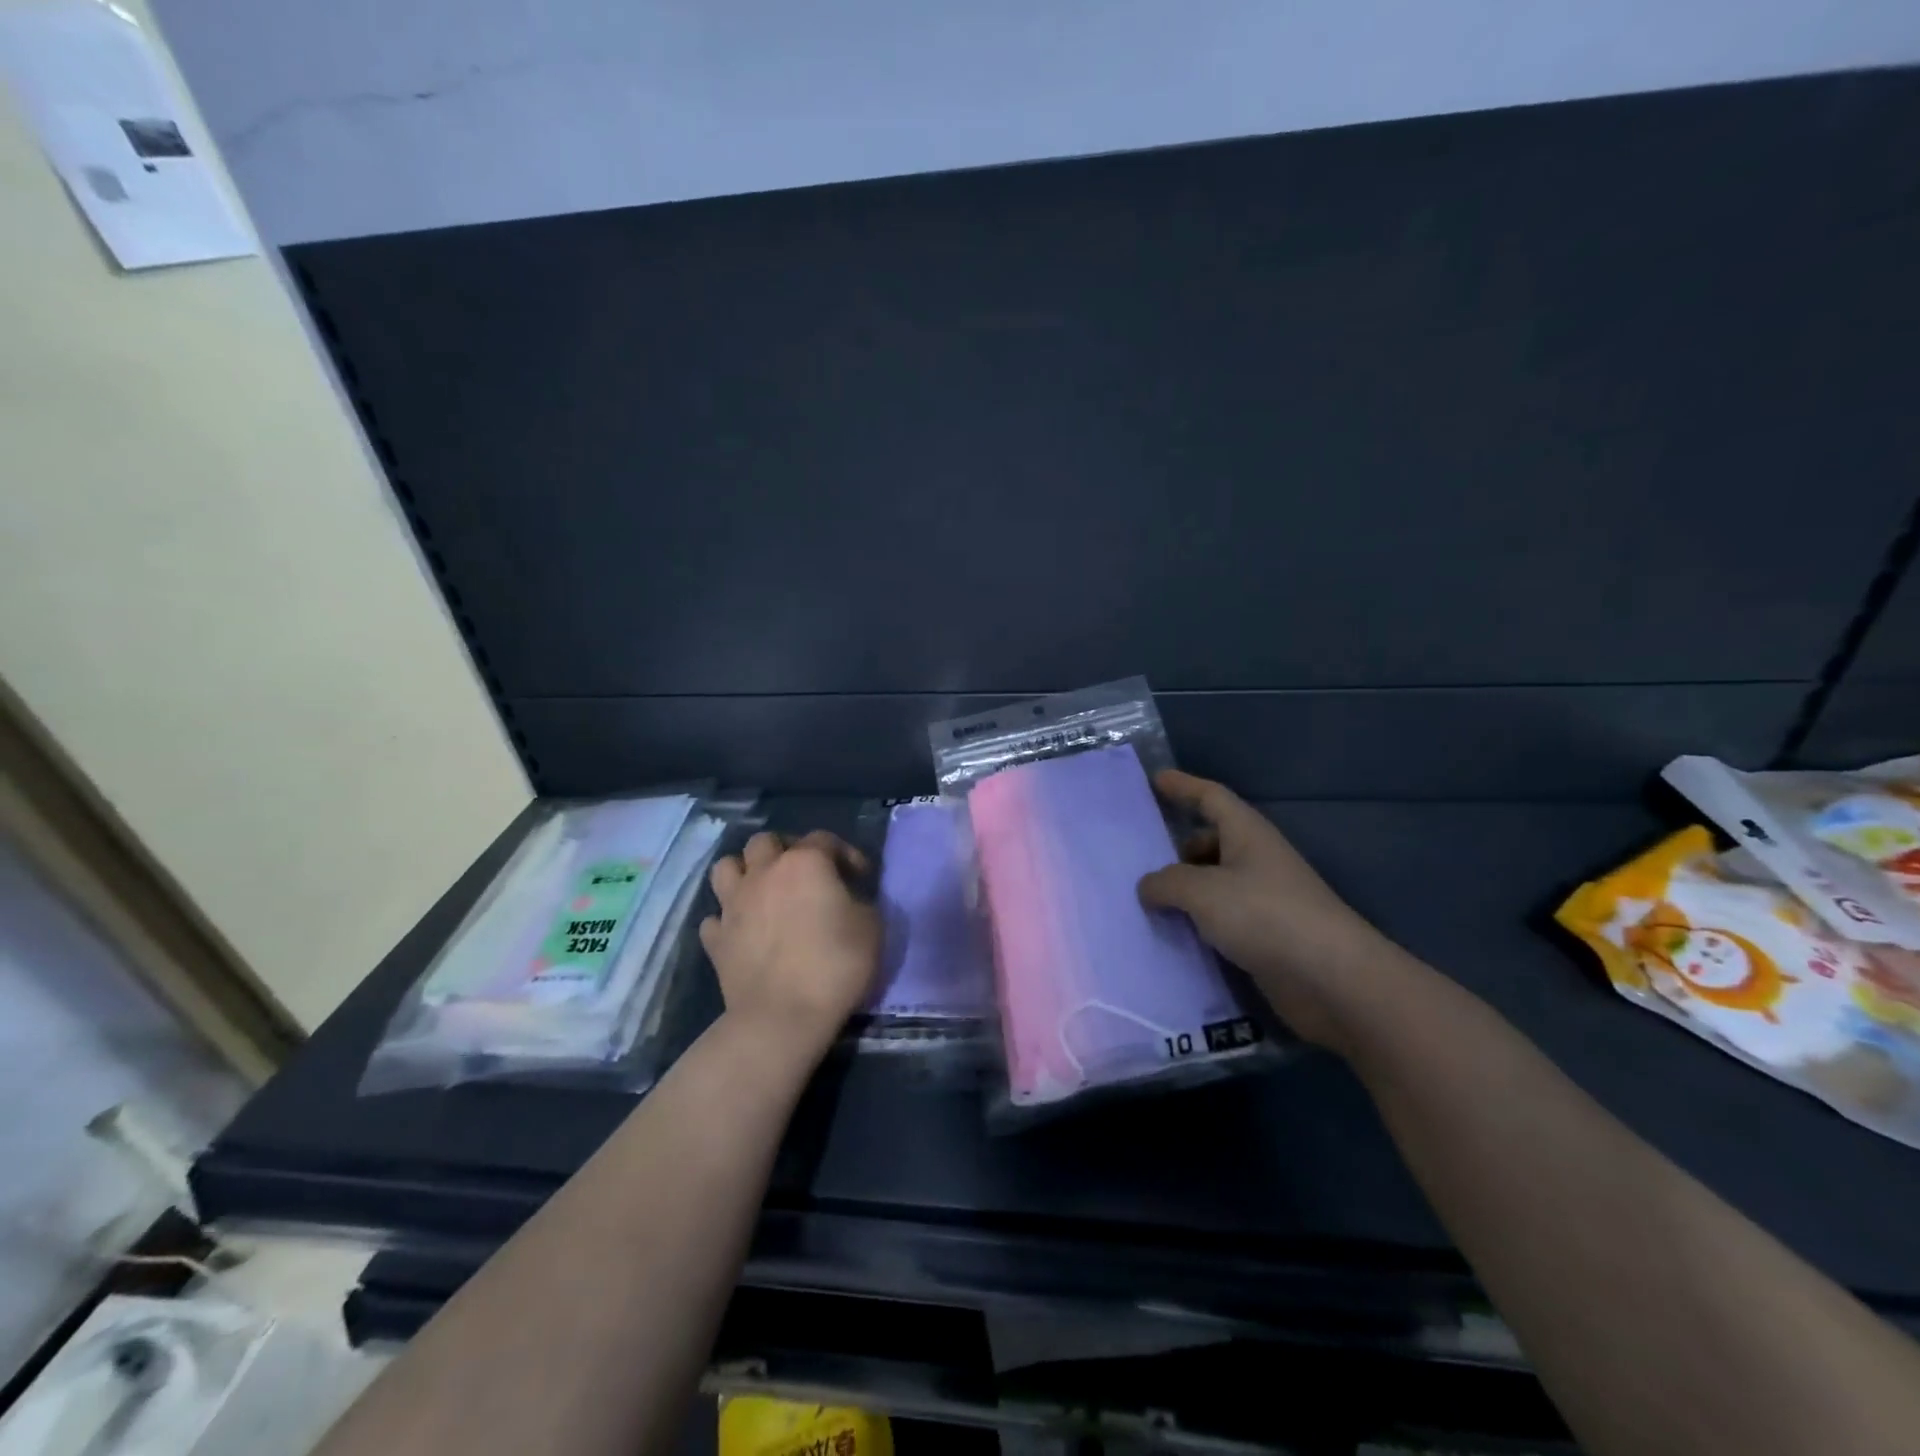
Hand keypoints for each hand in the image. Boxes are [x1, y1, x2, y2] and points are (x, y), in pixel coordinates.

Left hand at [702, 830, 881, 1054]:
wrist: (784, 1016)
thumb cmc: (835, 964)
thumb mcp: (872, 926)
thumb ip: (858, 900)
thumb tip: (846, 898)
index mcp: (805, 862)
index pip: (825, 839)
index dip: (845, 854)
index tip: (860, 877)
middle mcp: (764, 873)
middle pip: (765, 841)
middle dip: (784, 850)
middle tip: (802, 875)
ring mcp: (733, 904)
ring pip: (726, 867)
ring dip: (744, 873)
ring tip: (763, 892)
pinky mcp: (715, 939)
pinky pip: (715, 917)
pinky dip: (728, 920)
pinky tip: (743, 932)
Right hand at [1138, 770, 1409, 1052]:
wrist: (1331, 979)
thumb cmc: (1264, 915)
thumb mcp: (1202, 891)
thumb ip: (1166, 883)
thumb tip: (1147, 887)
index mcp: (1247, 834)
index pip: (1211, 797)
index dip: (1183, 786)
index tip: (1155, 779)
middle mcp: (1256, 861)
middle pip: (1212, 841)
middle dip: (1178, 846)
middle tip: (1139, 858)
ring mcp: (1263, 900)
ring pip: (1215, 883)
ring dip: (1185, 889)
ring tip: (1146, 900)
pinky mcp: (1265, 937)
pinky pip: (1221, 919)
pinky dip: (1197, 921)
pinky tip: (1173, 934)